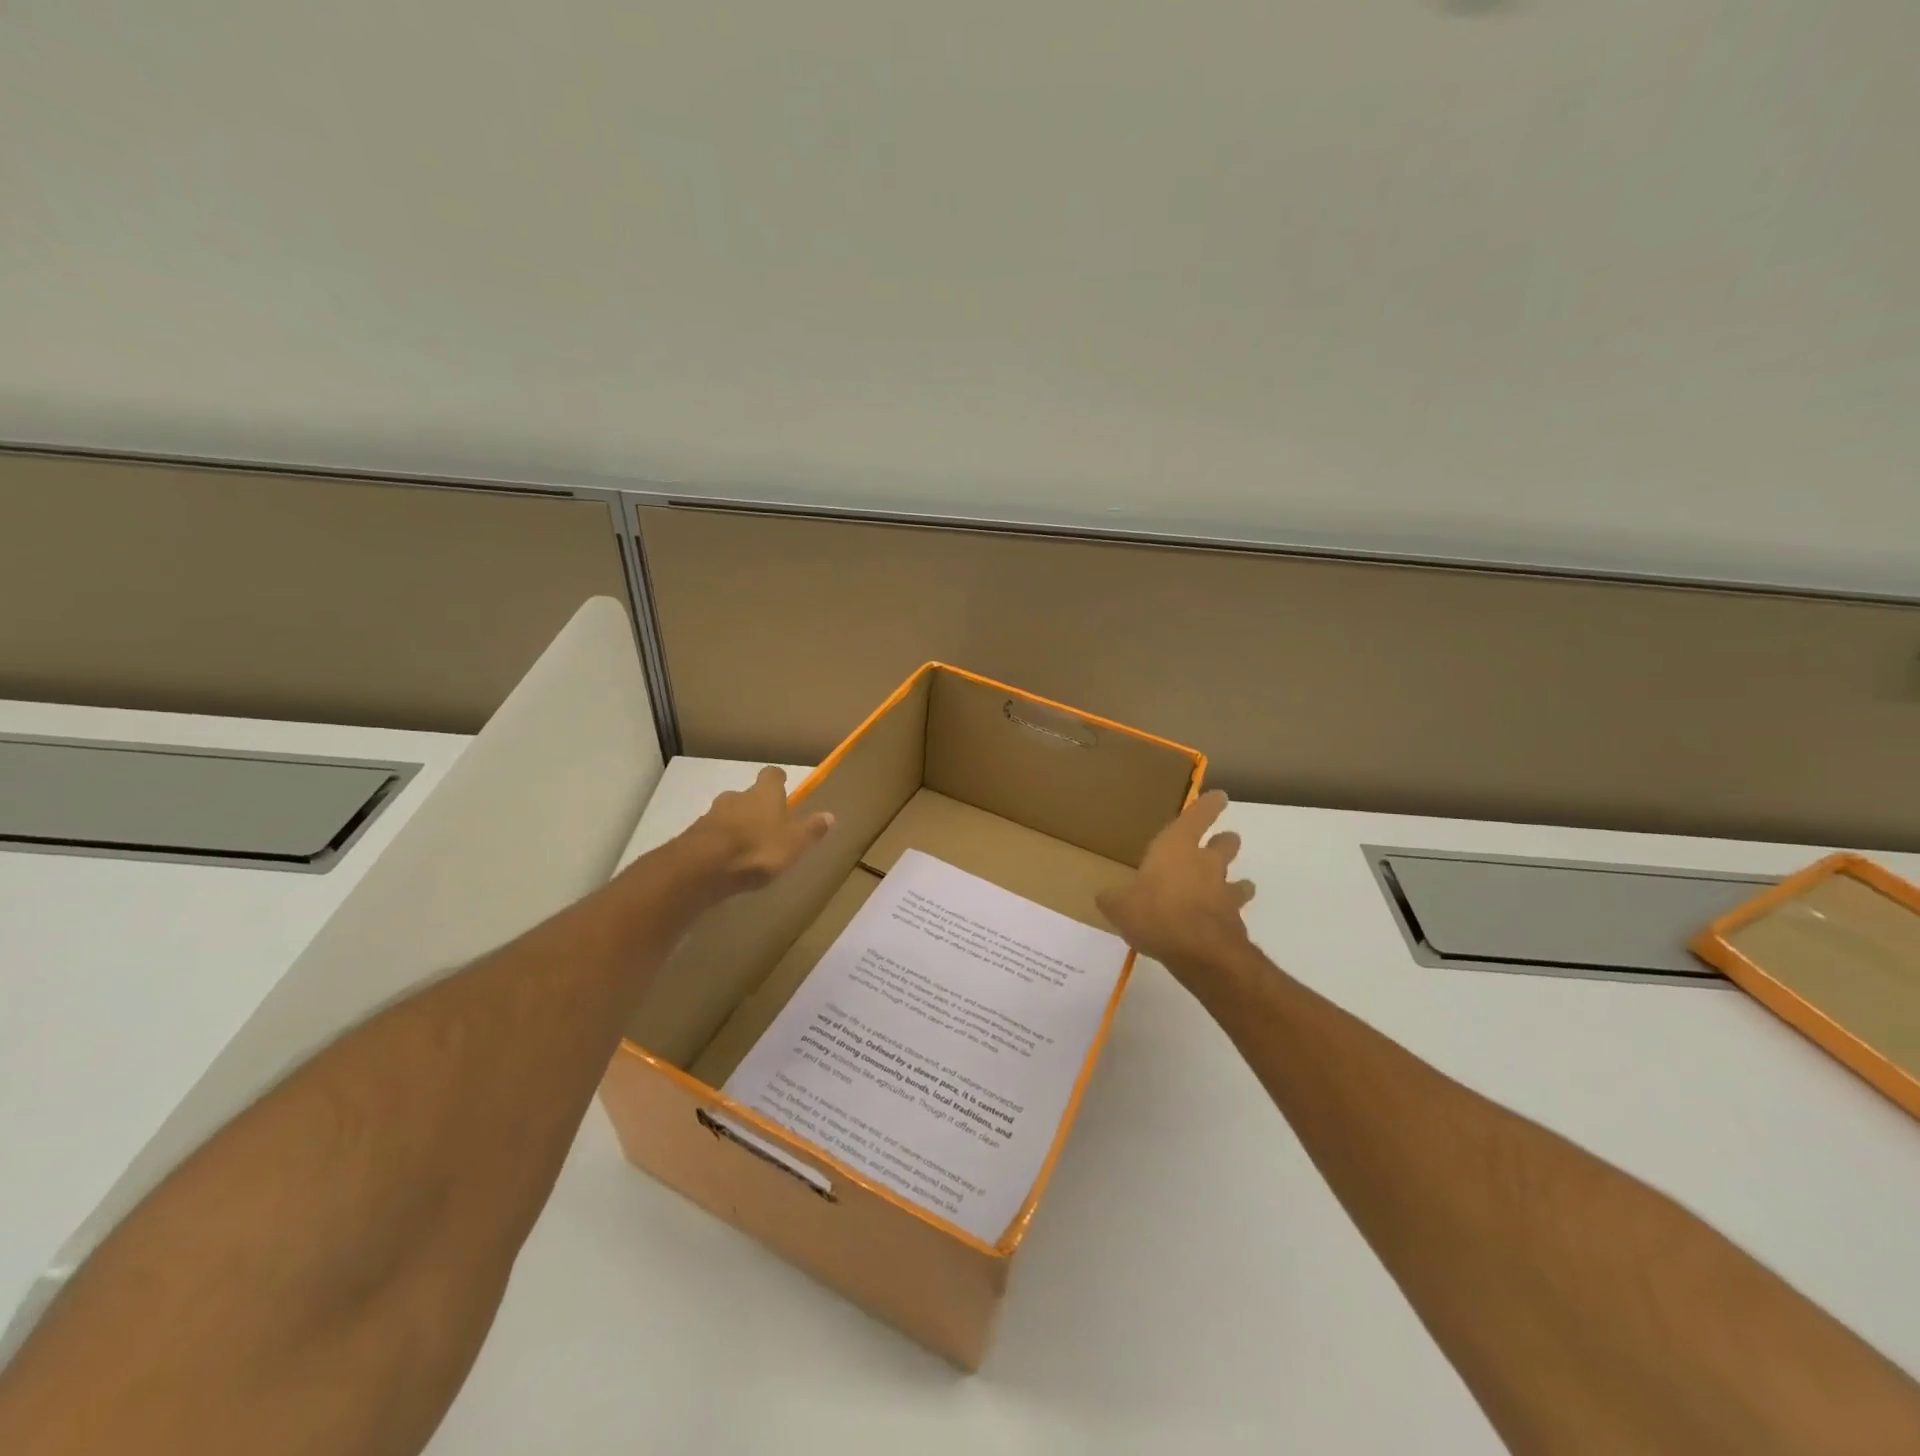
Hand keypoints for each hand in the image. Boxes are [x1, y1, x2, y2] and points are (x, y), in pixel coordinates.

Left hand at [685, 767, 833, 895]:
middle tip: (768, 826)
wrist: (703, 867)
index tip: (784, 788)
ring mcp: (712, 814)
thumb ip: (811, 829)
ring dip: (737, 825)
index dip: (778, 781)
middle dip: (757, 807)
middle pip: (749, 795)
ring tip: (747, 848)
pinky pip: (713, 833)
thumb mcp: (795, 843)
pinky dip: (721, 841)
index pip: (772, 775)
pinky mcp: (694, 834)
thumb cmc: (758, 849)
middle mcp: (737, 796)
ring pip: (729, 814)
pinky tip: (727, 861)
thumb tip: (830, 815)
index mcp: (764, 794)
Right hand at [1097, 790, 1255, 981]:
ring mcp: (1225, 892)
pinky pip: (1234, 913)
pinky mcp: (1235, 921)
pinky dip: (1228, 917)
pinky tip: (1216, 927)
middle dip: (1225, 842)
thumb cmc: (1155, 913)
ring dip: (1237, 883)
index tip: (1220, 797)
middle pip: (1226, 844)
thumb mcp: (1119, 906)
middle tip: (1221, 844)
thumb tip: (1104, 897)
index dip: (1209, 805)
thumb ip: (1113, 899)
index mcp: (1177, 847)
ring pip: (1239, 880)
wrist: (1199, 952)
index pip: (1198, 816)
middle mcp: (1206, 863)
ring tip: (1230, 889)